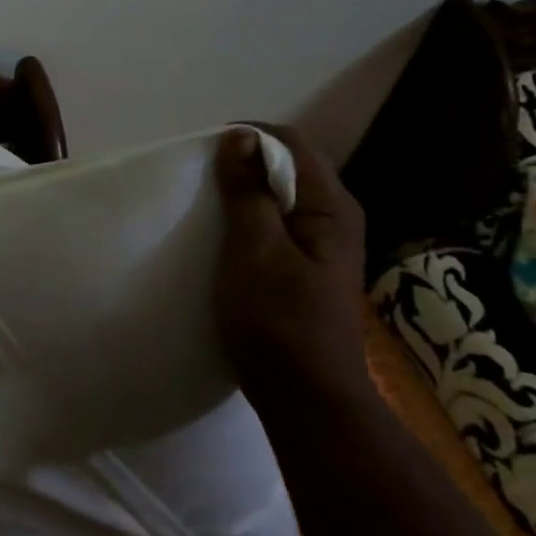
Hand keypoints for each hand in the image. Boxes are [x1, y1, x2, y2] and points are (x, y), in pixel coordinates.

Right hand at [214, 123, 368, 410]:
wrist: (306, 397)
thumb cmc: (278, 321)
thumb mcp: (254, 250)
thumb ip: (247, 193)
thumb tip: (239, 137)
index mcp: (331, 206)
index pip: (292, 143)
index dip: (249, 137)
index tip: (204, 152)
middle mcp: (335, 217)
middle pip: (289, 166)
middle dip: (245, 163)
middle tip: (201, 178)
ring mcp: (323, 244)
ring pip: (281, 196)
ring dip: (244, 192)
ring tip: (206, 203)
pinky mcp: (307, 267)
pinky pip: (277, 223)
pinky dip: (249, 218)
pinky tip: (224, 236)